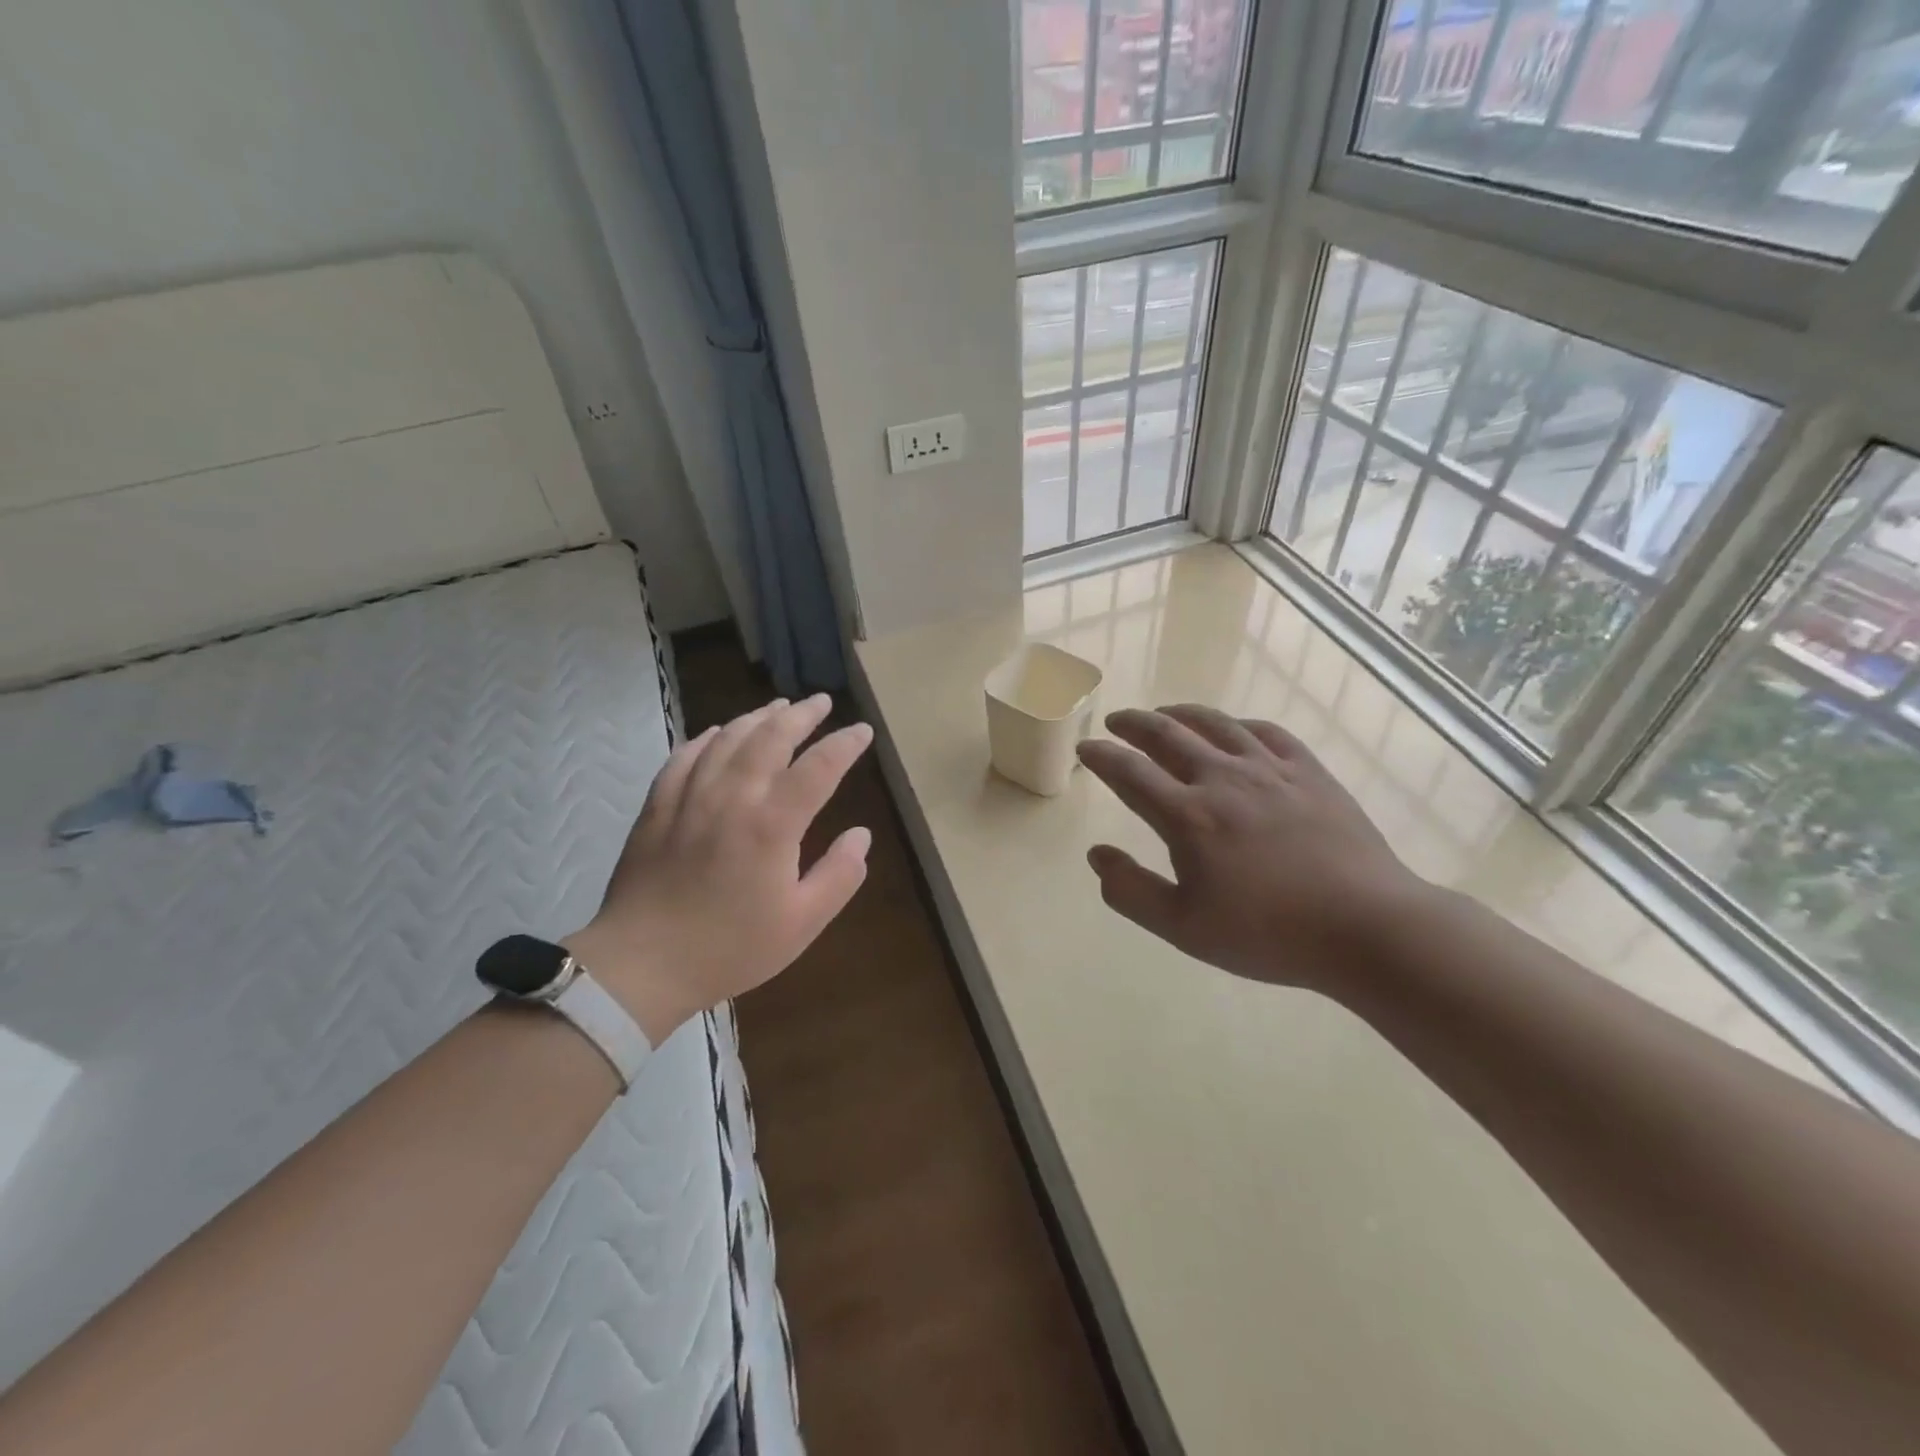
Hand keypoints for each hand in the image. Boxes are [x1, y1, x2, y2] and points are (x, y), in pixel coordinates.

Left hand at [565, 695, 872, 1043]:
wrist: (642, 965)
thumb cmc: (730, 948)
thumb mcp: (802, 923)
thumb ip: (839, 876)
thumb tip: (861, 835)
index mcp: (772, 825)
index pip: (819, 768)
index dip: (844, 745)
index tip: (862, 730)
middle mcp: (732, 798)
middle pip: (771, 738)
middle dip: (801, 715)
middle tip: (821, 701)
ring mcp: (690, 798)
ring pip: (727, 739)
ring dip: (757, 717)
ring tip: (778, 707)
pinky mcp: (658, 807)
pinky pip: (685, 757)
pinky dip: (707, 738)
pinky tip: (717, 733)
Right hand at [1077, 704, 1428, 992]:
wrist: (1367, 927)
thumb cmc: (1269, 934)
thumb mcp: (1184, 928)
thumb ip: (1131, 891)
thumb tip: (1097, 855)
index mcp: (1188, 817)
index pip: (1130, 773)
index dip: (1102, 757)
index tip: (1086, 749)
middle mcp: (1223, 779)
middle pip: (1167, 735)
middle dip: (1134, 723)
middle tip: (1116, 720)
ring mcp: (1271, 770)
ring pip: (1216, 724)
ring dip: (1181, 714)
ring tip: (1165, 713)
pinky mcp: (1310, 772)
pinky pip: (1267, 732)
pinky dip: (1239, 724)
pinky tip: (1234, 729)